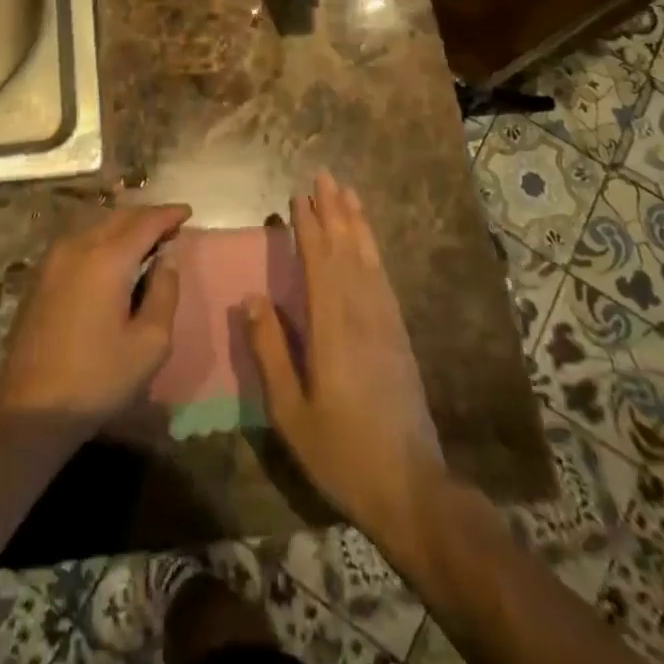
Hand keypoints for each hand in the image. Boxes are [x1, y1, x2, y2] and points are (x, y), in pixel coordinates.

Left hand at [0, 204, 187, 432]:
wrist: (31, 407)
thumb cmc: (98, 378)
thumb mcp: (150, 342)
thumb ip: (165, 292)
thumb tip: (168, 258)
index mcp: (107, 259)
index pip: (145, 222)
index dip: (169, 214)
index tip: (188, 212)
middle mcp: (79, 246)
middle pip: (119, 217)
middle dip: (147, 217)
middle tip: (171, 227)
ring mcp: (54, 259)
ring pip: (97, 226)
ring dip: (124, 226)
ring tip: (146, 240)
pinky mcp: (42, 275)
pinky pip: (80, 241)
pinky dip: (104, 239)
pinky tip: (113, 257)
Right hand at [246, 172, 447, 548]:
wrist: (410, 488)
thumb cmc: (341, 451)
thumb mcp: (291, 411)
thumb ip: (270, 351)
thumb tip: (252, 298)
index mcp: (332, 328)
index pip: (319, 262)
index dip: (309, 226)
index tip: (298, 195)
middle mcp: (362, 314)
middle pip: (347, 250)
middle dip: (335, 211)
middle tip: (325, 175)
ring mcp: (386, 323)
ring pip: (369, 259)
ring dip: (357, 223)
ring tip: (348, 193)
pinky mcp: (399, 336)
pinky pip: (384, 279)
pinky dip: (374, 252)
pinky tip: (367, 244)